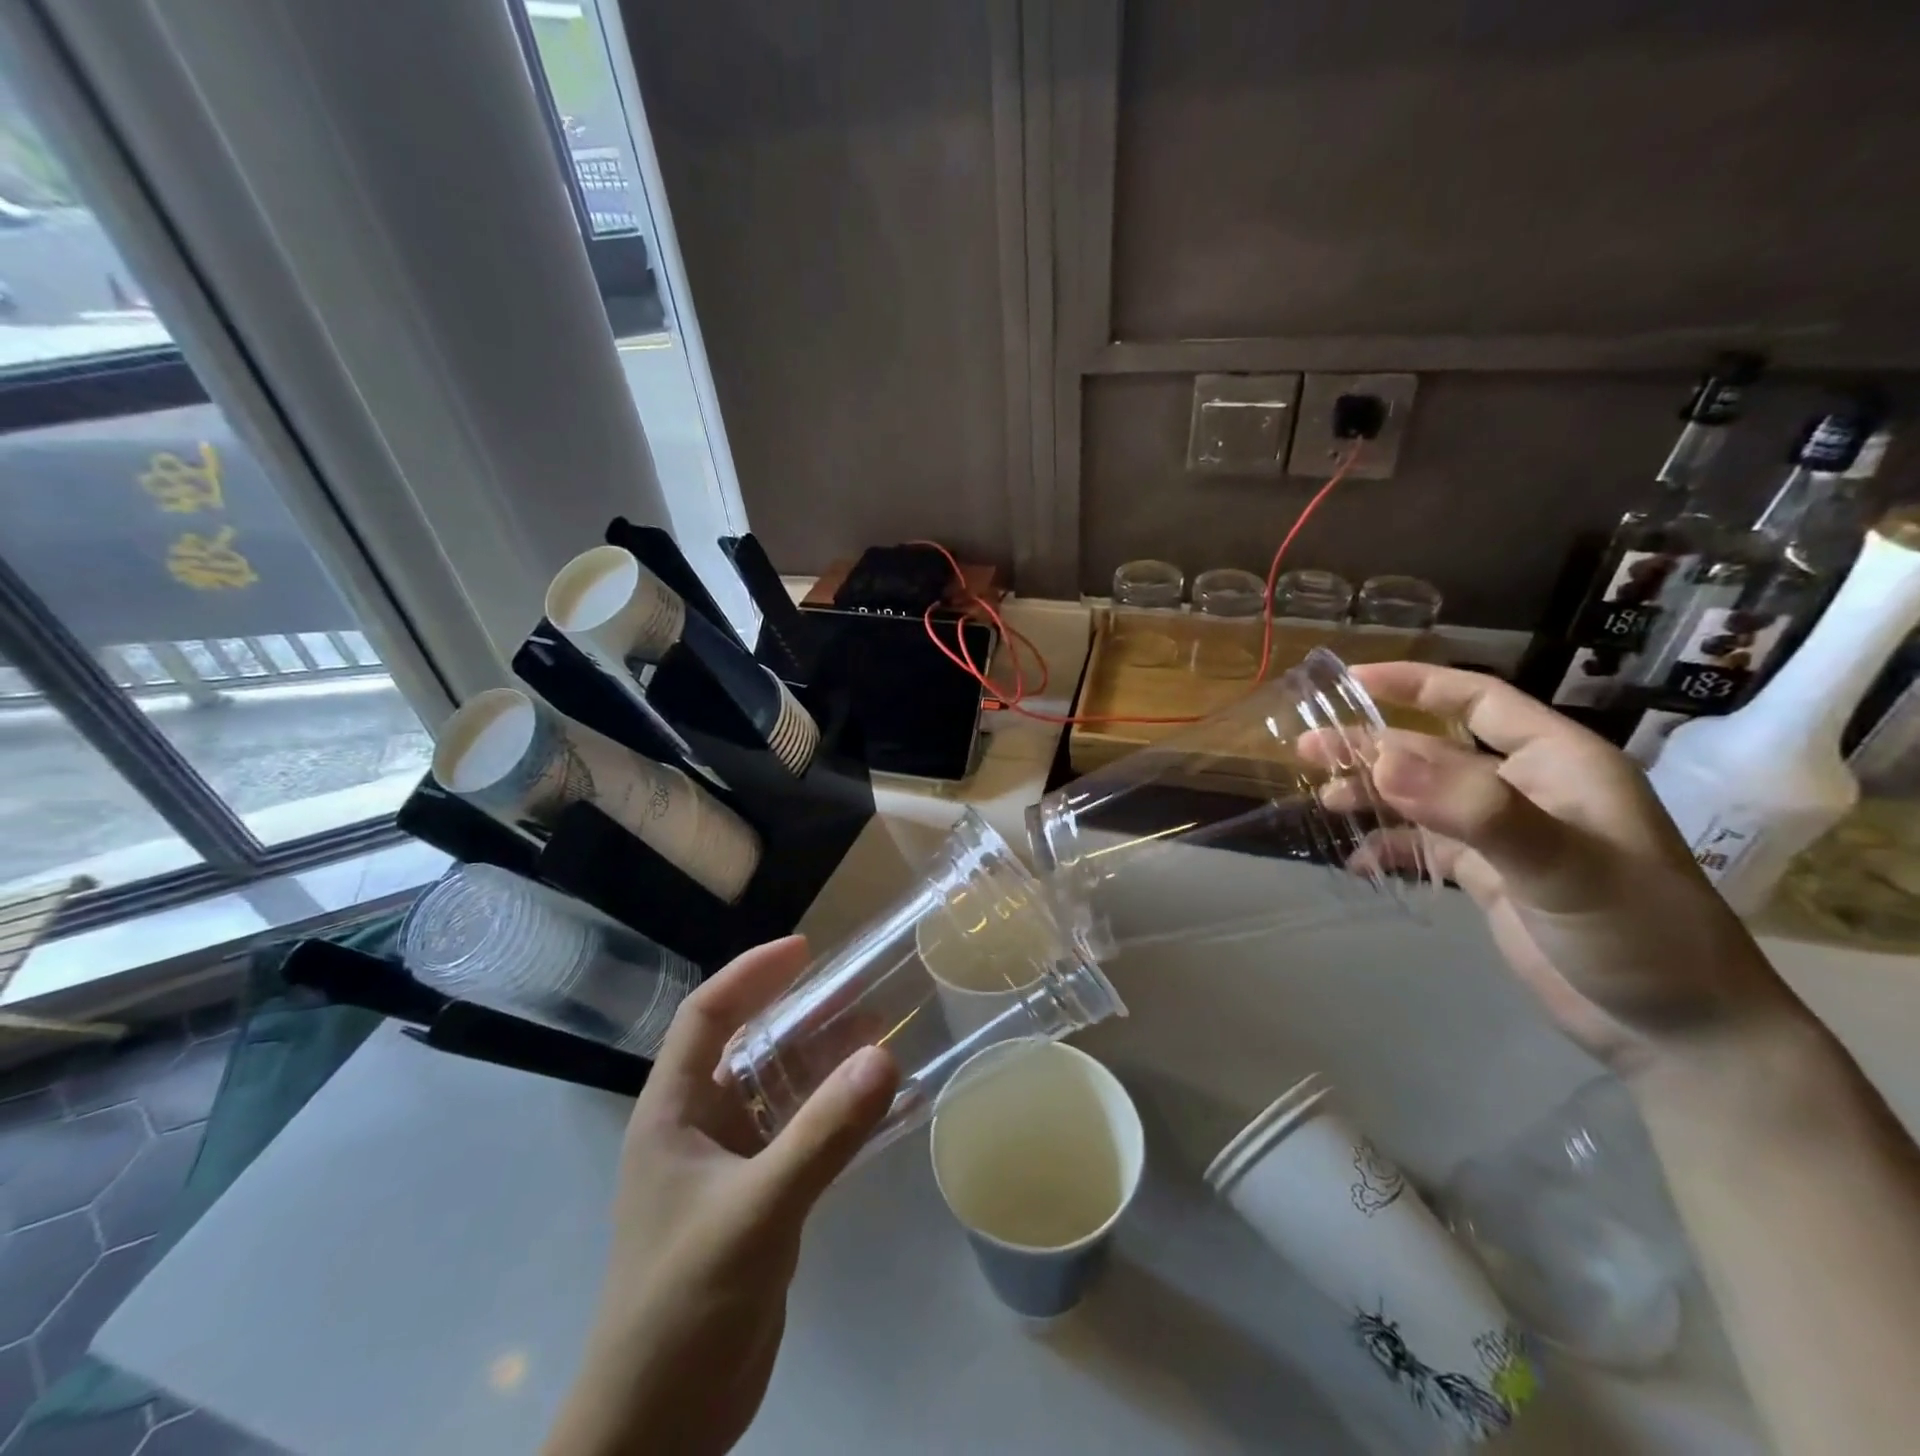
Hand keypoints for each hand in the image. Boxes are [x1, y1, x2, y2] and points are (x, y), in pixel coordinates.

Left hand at [544, 937, 898, 1455]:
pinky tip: (880, 1108)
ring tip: (880, 1037)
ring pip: (779, 1091)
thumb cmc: (683, 1306)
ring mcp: (728, 1166)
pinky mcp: (757, 1200)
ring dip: (825, 1064)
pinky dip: (836, 1115)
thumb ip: (821, 1136)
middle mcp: (697, 1127)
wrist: (660, 1429)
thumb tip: (883, 1058)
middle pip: (749, 1046)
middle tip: (861, 990)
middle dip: (802, 1015)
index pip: (706, 1016)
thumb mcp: (756, 1211)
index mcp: (672, 1112)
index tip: (806, 949)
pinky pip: (800, 1137)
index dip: (751, 974)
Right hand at [1347, 661, 1798, 1074]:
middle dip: (1372, 747)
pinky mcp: (1493, 879)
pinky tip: (1359, 862)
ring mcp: (1507, 837)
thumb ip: (1474, 809)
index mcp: (1558, 763)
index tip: (1352, 678)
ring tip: (1324, 800)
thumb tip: (1381, 761)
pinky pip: (1427, 848)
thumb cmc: (1638, 934)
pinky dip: (1390, 849)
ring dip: (1374, 796)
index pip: (1478, 700)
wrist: (1679, 1033)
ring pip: (1424, 799)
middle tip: (1308, 749)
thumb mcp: (1562, 865)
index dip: (1415, 684)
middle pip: (1434, 751)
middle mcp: (1528, 790)